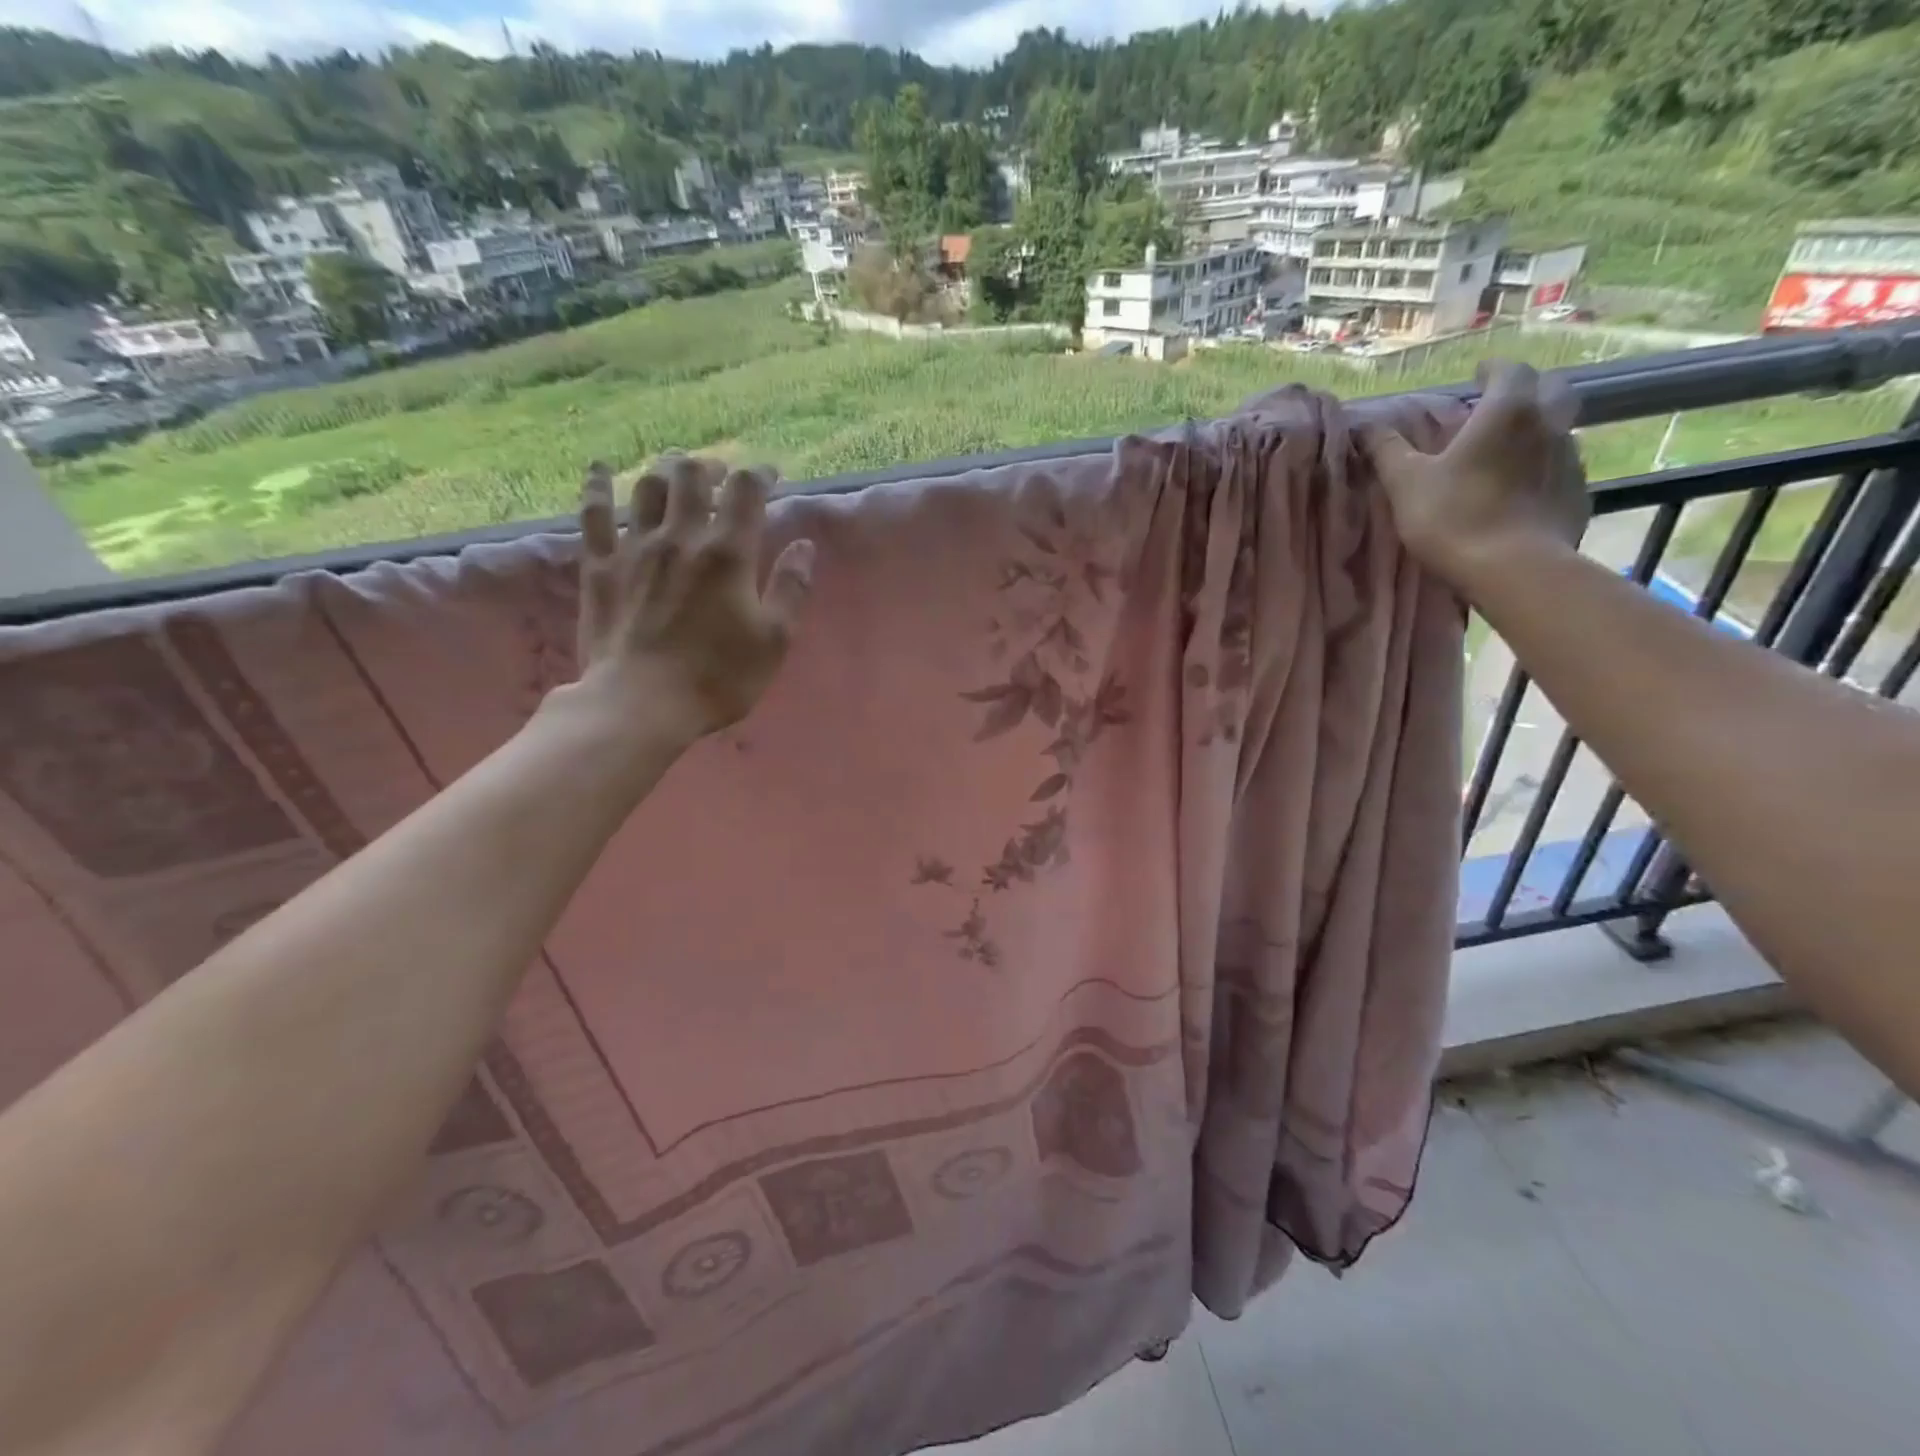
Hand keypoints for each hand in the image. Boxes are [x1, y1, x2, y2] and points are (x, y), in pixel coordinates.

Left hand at [567, 453, 814, 746]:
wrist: (640, 704)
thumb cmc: (718, 677)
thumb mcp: (774, 640)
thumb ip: (790, 588)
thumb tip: (804, 546)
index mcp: (728, 554)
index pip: (745, 490)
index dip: (760, 474)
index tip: (770, 477)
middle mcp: (681, 537)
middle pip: (692, 475)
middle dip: (712, 466)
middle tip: (722, 476)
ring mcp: (634, 548)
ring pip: (647, 486)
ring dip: (666, 471)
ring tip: (677, 474)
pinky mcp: (599, 566)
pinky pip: (593, 513)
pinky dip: (597, 484)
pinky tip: (601, 468)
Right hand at [1359, 360, 1588, 588]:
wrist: (1512, 570)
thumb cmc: (1453, 517)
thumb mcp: (1405, 483)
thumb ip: (1387, 450)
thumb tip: (1364, 426)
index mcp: (1507, 412)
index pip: (1510, 371)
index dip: (1493, 370)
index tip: (1479, 374)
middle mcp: (1548, 425)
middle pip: (1551, 390)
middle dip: (1528, 390)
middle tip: (1501, 405)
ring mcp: (1570, 460)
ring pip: (1559, 430)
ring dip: (1537, 431)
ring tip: (1509, 451)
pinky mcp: (1577, 495)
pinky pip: (1562, 470)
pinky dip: (1544, 470)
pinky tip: (1523, 491)